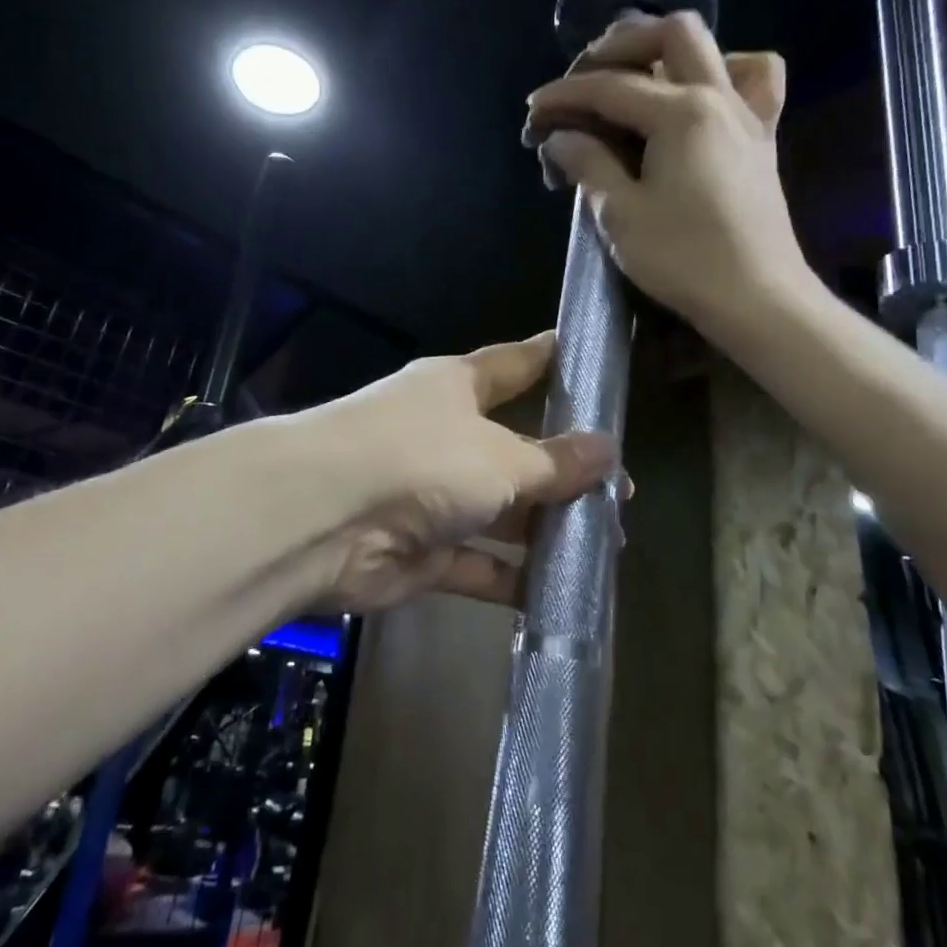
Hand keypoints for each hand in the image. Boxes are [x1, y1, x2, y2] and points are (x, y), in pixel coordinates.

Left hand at [307, 331, 616, 611]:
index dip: (549, 359)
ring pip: (499, 511)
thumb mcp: (501, 456)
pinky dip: (509, 578)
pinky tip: (557, 593)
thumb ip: (555, 462)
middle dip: (563, 470)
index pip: (513, 365)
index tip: (586, 354)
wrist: (324, 521)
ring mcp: (430, 496)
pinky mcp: (420, 553)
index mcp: (457, 389)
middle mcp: (443, 436)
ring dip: (543, 529)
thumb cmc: (422, 459)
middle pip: (514, 448)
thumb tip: (608, 450)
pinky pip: (476, 563)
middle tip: (622, 490)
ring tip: (604, 543)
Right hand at [523, 11, 807, 335]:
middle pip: (671, 34)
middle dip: (620, 46)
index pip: (610, 87)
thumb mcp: (621, 215)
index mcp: (681, 113)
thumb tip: (562, 138)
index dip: (565, 94)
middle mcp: (719, 98)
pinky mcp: (762, 140)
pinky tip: (700, 101)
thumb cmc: (685, 259)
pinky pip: (756, 83)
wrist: (758, 299)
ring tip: (642, 80)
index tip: (534, 109)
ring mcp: (748, 116)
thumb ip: (589, 165)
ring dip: (673, 52)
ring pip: (719, 49)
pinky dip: (726, 75)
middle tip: (585, 78)